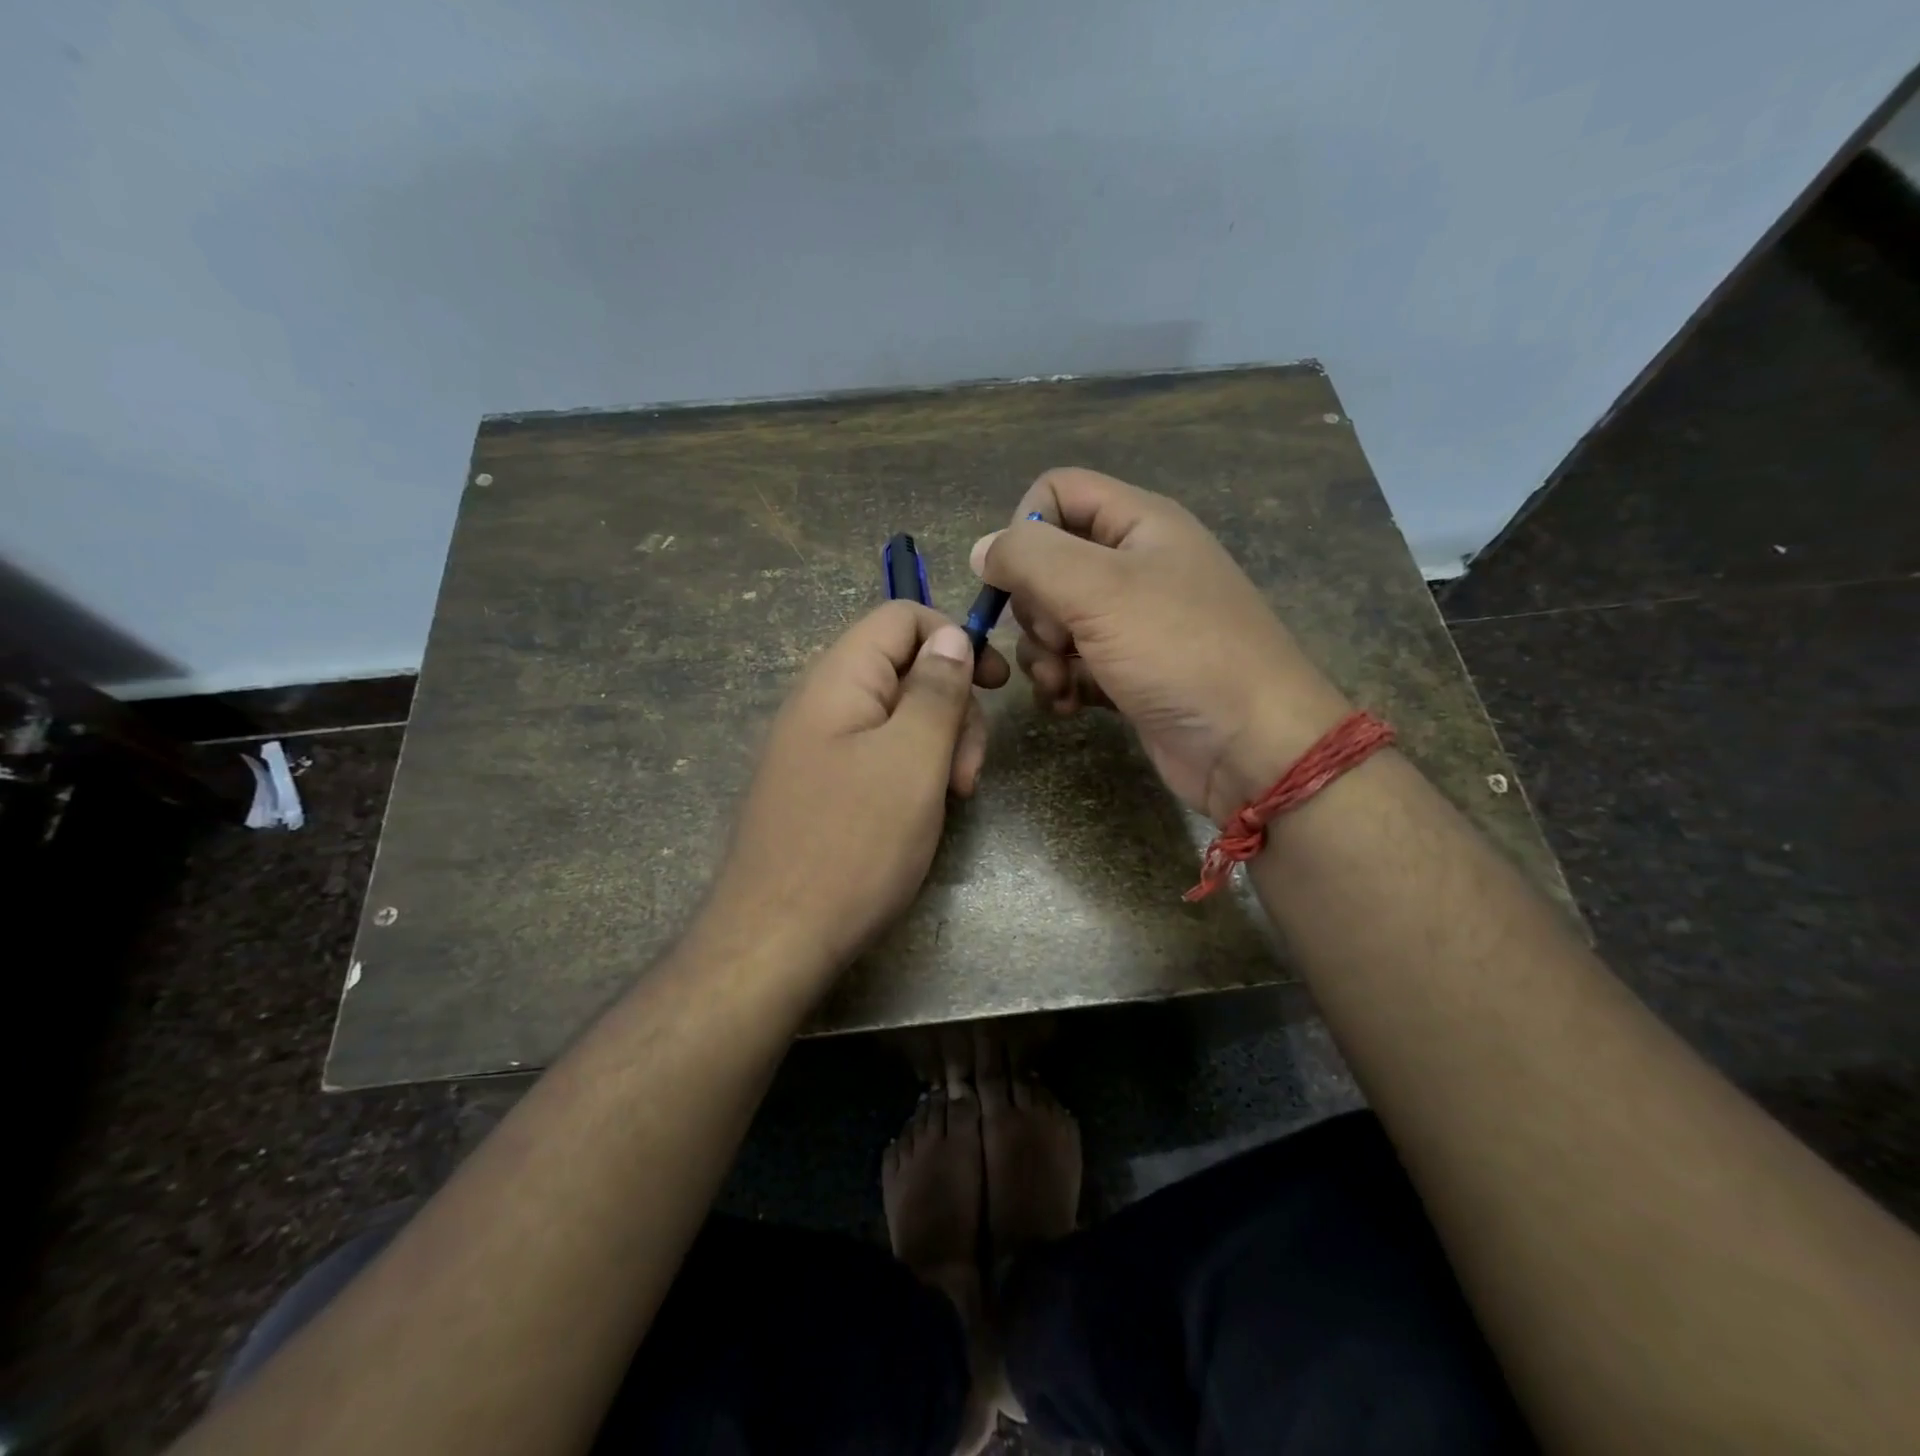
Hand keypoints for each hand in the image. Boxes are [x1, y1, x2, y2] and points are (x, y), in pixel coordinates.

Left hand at [707, 602, 1009, 974]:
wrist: (776, 938)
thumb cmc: (854, 843)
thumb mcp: (912, 760)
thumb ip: (936, 690)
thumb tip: (951, 636)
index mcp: (839, 679)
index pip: (900, 618)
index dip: (954, 638)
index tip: (996, 685)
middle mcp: (822, 702)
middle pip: (904, 670)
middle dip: (952, 708)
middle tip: (968, 772)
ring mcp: (818, 747)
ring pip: (896, 718)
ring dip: (938, 746)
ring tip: (951, 798)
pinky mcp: (821, 786)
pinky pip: (877, 756)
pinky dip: (912, 773)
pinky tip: (923, 813)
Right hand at [972, 467, 1351, 823]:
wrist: (1249, 745)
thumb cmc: (1178, 651)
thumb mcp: (1097, 589)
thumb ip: (1029, 557)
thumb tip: (982, 549)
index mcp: (1138, 523)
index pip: (1056, 492)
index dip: (1025, 528)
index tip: (1019, 579)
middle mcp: (1135, 565)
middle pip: (1048, 563)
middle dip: (1033, 607)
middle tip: (1055, 638)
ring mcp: (1133, 623)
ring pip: (1054, 620)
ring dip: (1041, 655)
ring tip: (1058, 684)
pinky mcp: (1128, 672)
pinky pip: (1072, 664)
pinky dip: (1061, 683)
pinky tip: (1068, 705)